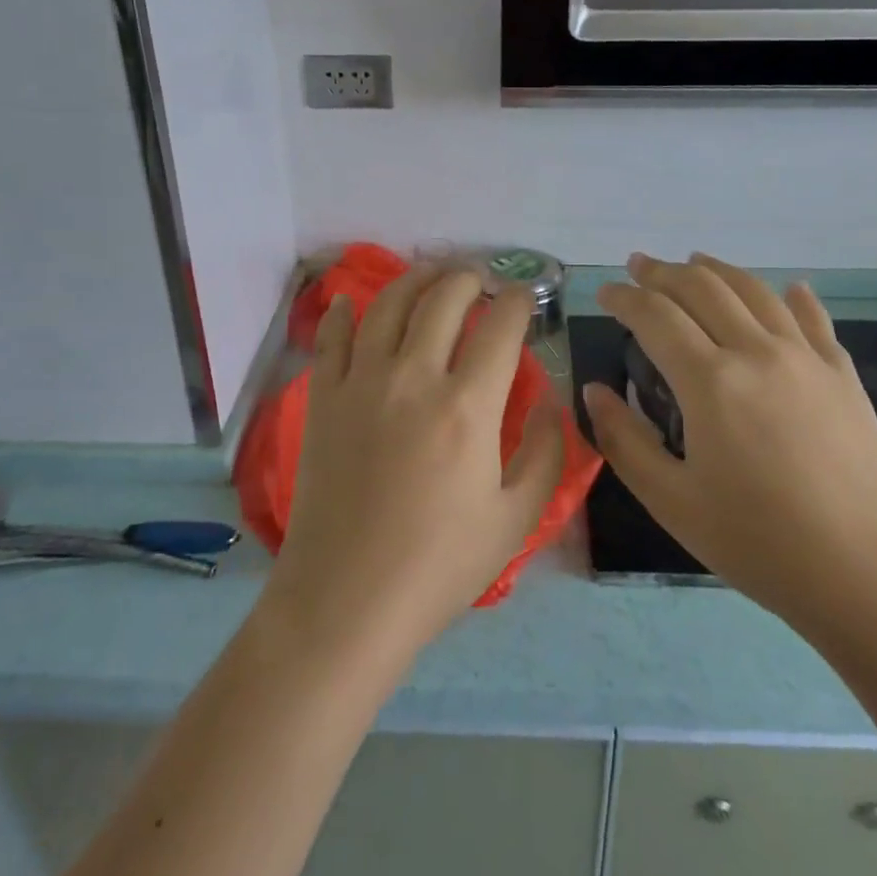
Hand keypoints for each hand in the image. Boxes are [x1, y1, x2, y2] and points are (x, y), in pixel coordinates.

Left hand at [261, 267, 567, 664]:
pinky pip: (331, 338)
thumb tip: (553, 399)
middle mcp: (414, 377)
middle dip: (468, 280)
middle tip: (479, 281)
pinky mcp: (324, 398)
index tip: (524, 299)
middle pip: (443, 301)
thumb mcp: (515, 518)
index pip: (500, 328)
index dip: (518, 303)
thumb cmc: (439, 566)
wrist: (346, 600)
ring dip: (414, 280)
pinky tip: (349, 300)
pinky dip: (341, 312)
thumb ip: (546, 452)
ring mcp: (361, 383)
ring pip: (388, 305)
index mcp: (468, 406)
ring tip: (430, 274)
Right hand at [582, 253, 876, 648]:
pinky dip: (791, 296)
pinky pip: (813, 317)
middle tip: (637, 266)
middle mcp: (757, 351)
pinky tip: (787, 288)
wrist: (870, 576)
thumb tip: (595, 392)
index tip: (605, 293)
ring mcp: (807, 358)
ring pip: (754, 291)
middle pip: (703, 288)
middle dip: (663, 272)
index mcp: (710, 381)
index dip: (624, 298)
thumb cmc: (759, 543)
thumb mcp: (671, 501)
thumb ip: (623, 440)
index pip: (655, 316)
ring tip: (694, 260)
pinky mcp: (843, 375)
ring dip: (717, 270)